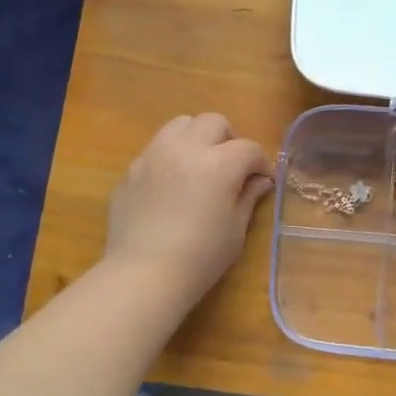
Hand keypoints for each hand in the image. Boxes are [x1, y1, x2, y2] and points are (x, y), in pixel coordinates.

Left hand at [105, 113, 273, 310]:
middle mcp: (185, 149)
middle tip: (231, 167)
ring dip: (196, 138)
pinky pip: (155, 149)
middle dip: (228, 140)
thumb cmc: (200, 257)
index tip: (263, 181)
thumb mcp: (235, 229)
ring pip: (179, 125)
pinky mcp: (131, 170)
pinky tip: (171, 186)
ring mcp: (153, 156)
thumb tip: (259, 181)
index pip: (248, 148)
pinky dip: (170, 157)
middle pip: (213, 122)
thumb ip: (248, 197)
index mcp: (218, 163)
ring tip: (198, 165)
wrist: (144, 273)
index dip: (261, 163)